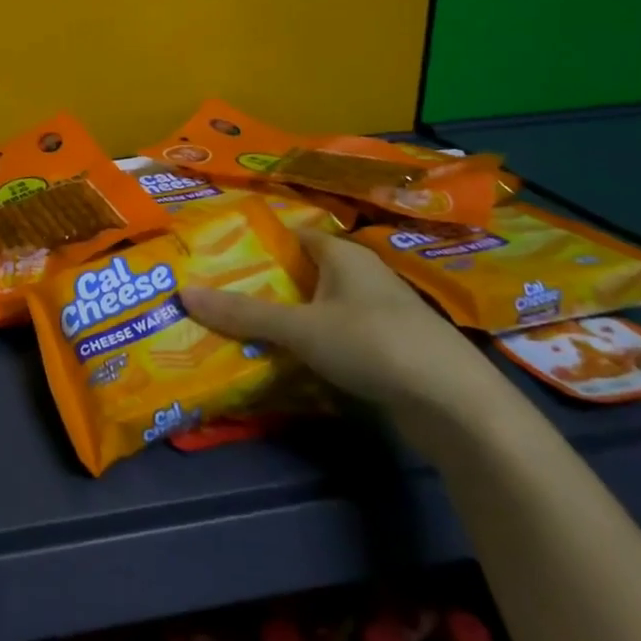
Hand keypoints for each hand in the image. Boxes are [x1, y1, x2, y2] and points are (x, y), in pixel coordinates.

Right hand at [180, 229, 513, 447]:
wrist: (456, 406)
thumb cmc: (373, 344)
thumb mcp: (300, 328)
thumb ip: (244, 313)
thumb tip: (183, 293)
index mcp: (343, 254)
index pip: (294, 234)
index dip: (259, 242)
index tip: (220, 255)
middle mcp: (362, 275)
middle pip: (304, 272)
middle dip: (266, 283)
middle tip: (220, 294)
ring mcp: (379, 313)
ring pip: (320, 306)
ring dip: (288, 317)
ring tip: (242, 327)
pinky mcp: (388, 349)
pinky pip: (337, 336)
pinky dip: (312, 343)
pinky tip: (287, 359)